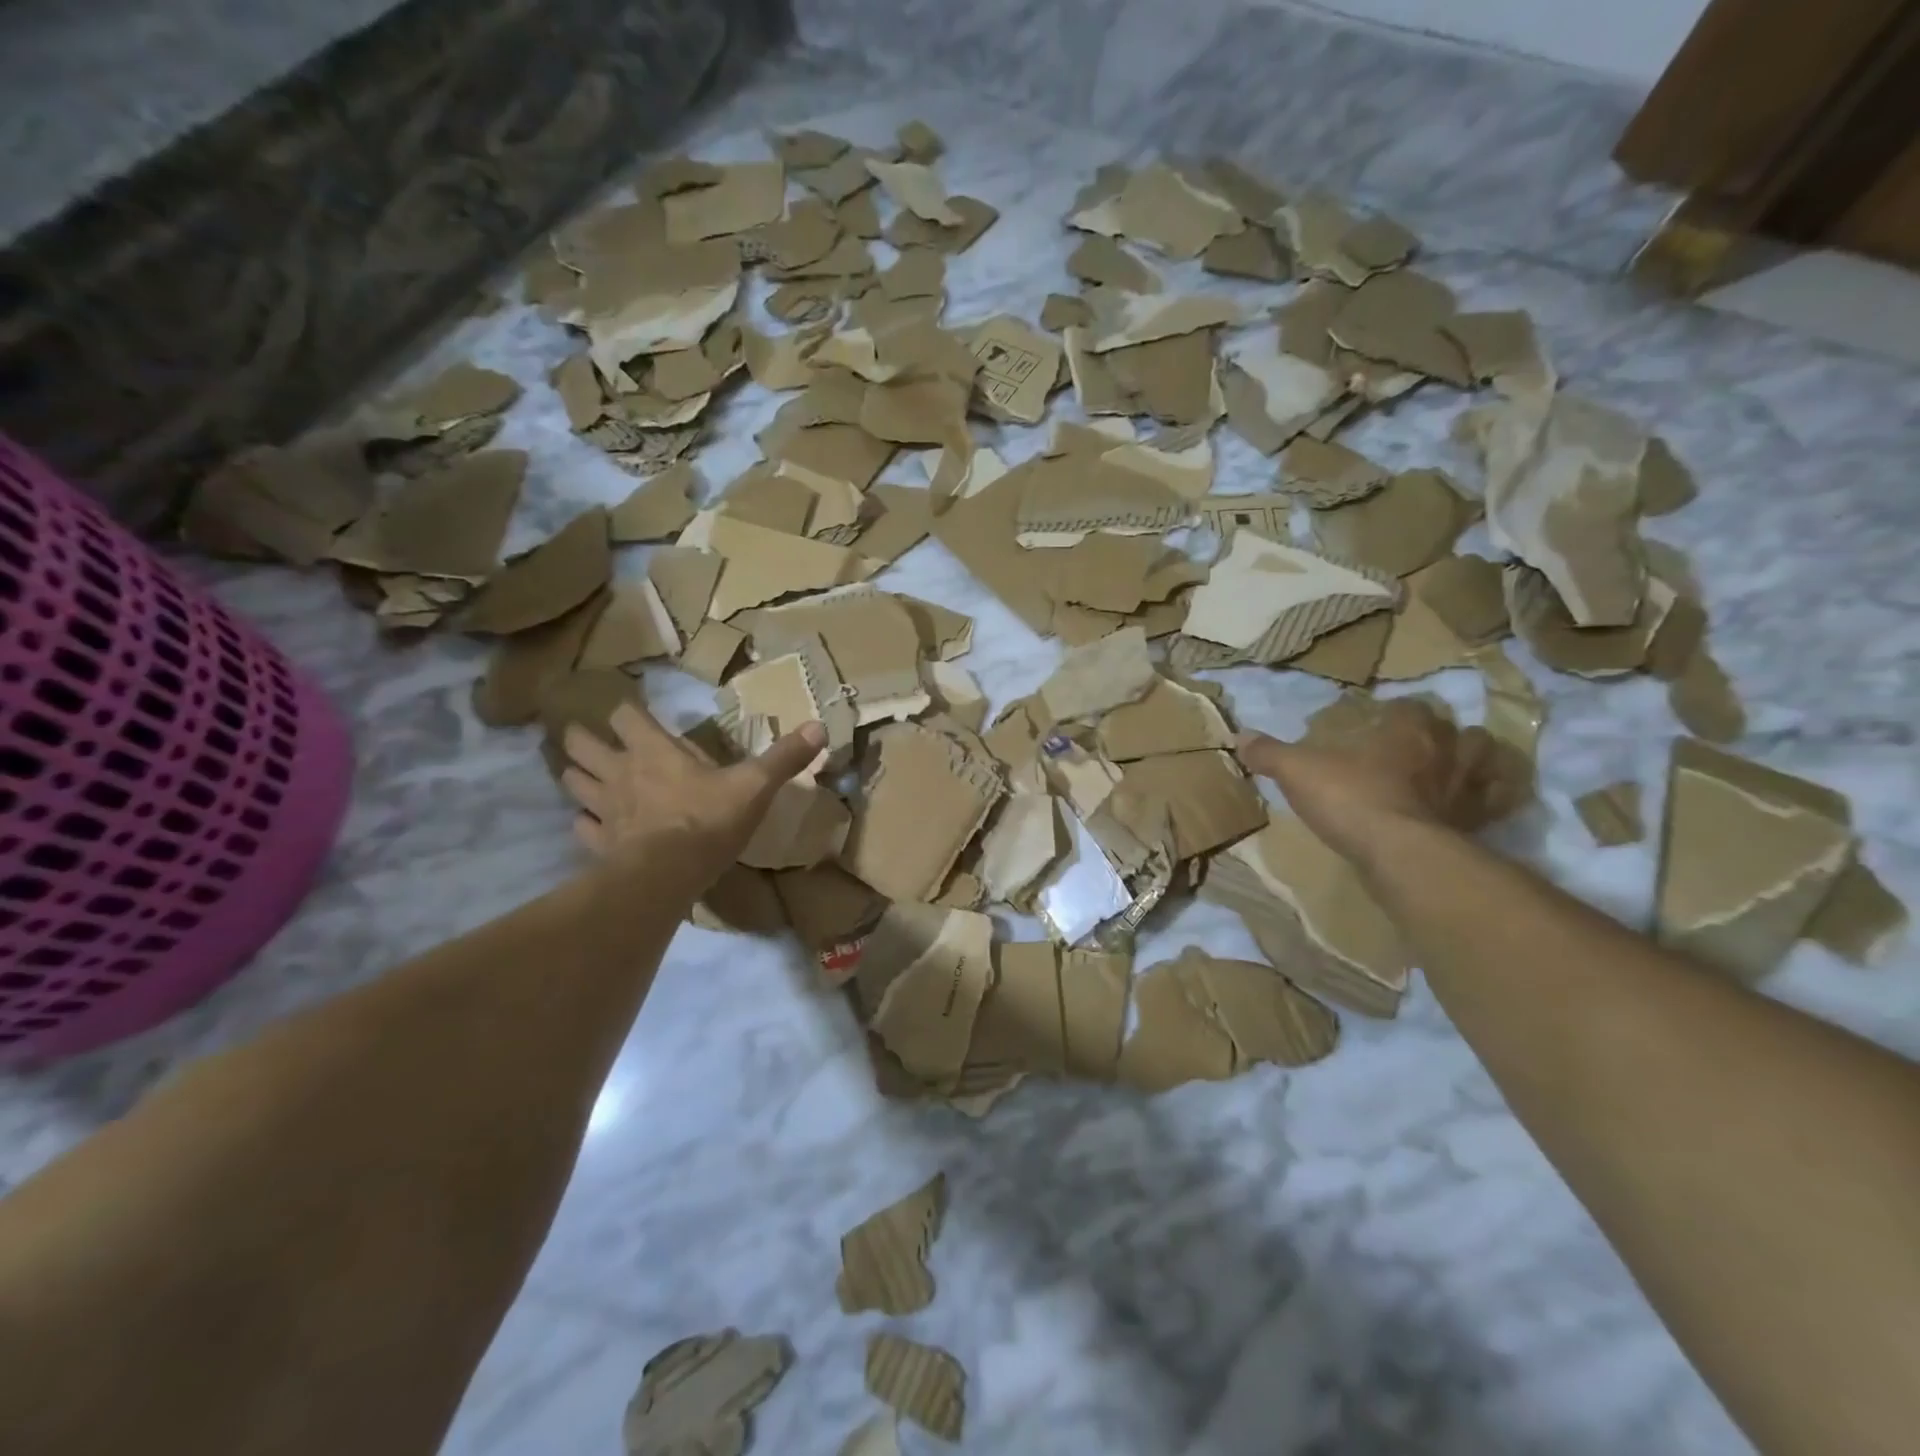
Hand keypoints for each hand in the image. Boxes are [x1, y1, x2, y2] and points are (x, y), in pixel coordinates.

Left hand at [560, 703, 825, 889]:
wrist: (668, 876)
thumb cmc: (709, 821)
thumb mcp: (756, 785)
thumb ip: (784, 757)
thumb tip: (820, 727)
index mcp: (654, 750)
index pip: (625, 715)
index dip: (627, 712)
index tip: (633, 714)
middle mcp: (621, 771)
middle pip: (582, 744)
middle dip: (582, 738)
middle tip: (590, 739)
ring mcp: (604, 808)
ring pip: (573, 782)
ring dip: (577, 776)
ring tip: (585, 777)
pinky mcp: (599, 843)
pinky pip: (581, 827)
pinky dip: (584, 823)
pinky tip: (593, 825)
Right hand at [1235, 699, 1522, 865]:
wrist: (1400, 854)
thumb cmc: (1350, 799)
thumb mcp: (1297, 772)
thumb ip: (1270, 753)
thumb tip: (1239, 736)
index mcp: (1405, 731)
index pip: (1410, 708)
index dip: (1398, 712)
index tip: (1382, 720)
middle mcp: (1445, 752)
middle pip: (1458, 730)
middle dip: (1443, 735)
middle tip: (1422, 745)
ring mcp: (1467, 789)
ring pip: (1485, 762)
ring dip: (1474, 762)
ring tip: (1454, 770)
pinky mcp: (1478, 824)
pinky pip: (1494, 805)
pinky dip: (1487, 802)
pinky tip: (1470, 808)